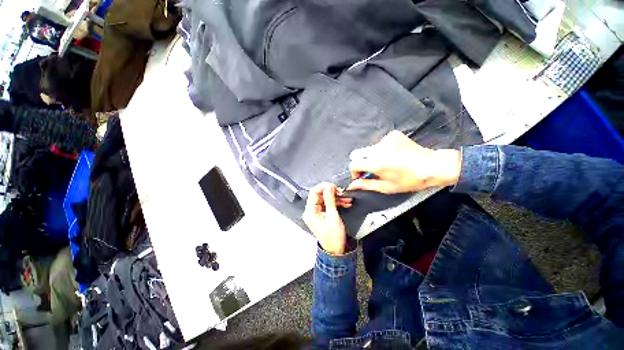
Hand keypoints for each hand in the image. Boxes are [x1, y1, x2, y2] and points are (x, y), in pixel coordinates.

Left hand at [303, 183, 352, 255]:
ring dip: (336, 198)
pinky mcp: (321, 214)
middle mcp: (311, 211)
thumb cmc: (333, 238)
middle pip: (320, 195)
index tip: (333, 186)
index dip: (324, 187)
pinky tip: (344, 203)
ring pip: (325, 199)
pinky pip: (328, 204)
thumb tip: (329, 187)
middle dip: (332, 193)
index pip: (313, 192)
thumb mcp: (333, 216)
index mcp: (310, 212)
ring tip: (346, 199)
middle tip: (341, 193)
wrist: (335, 250)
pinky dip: (336, 202)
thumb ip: (330, 200)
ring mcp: (316, 213)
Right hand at [347, 131, 461, 193]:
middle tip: (370, 169)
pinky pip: (380, 143)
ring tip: (387, 162)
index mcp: (376, 163)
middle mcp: (378, 149)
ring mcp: (386, 139)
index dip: (354, 171)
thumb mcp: (387, 187)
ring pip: (369, 149)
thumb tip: (351, 185)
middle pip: (356, 153)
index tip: (361, 175)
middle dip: (360, 162)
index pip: (353, 163)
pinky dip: (382, 150)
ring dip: (372, 156)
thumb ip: (366, 185)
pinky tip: (393, 155)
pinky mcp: (393, 134)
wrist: (433, 166)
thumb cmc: (410, 180)